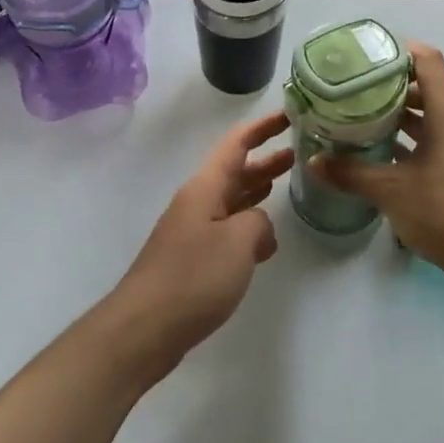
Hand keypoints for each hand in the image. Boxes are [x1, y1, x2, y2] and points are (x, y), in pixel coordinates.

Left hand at [109, 110, 294, 373]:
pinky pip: (226, 229)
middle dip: (264, 158)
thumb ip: (259, 223)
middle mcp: (197, 202)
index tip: (288, 115)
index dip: (261, 127)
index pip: (236, 144)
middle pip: (235, 170)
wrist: (144, 328)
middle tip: (298, 149)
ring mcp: (192, 231)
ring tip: (286, 181)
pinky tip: (265, 238)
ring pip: (231, 199)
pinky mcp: (192, 259)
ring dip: (257, 188)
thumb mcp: (238, 242)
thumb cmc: (193, 277)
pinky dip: (247, 224)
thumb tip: (259, 228)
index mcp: (205, 188)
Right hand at [315, 43, 443, 283]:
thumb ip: (351, 173)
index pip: (429, 63)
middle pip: (430, 89)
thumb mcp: (391, 191)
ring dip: (403, 116)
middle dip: (394, 86)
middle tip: (357, 88)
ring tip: (365, 117)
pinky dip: (414, 140)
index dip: (401, 51)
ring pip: (434, 118)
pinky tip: (387, 154)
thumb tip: (314, 161)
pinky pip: (440, 142)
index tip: (370, 54)